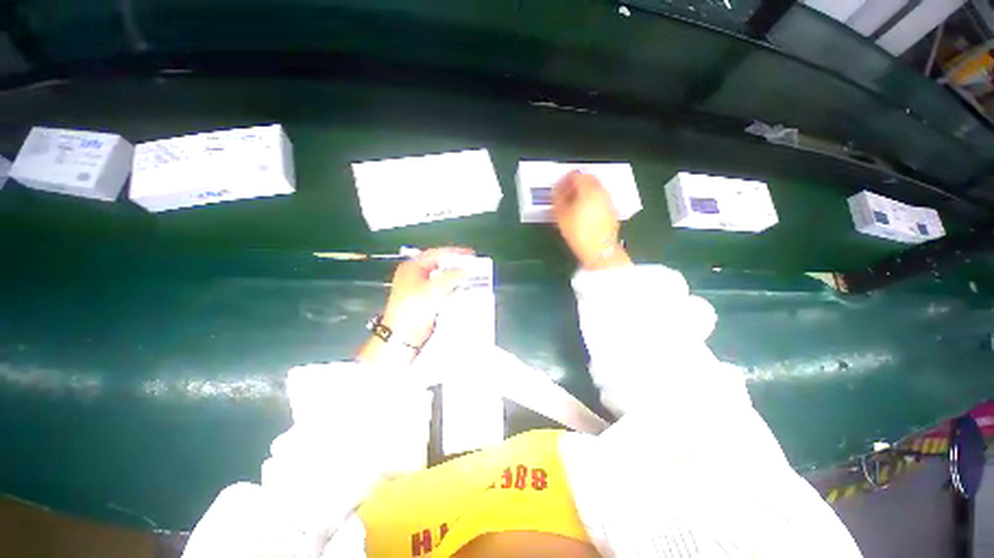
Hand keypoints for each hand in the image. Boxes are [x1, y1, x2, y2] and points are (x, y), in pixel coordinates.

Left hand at [381, 247, 473, 348]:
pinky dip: (451, 289)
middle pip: (439, 265)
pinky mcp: (425, 300)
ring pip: (442, 278)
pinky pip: (442, 290)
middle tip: (471, 266)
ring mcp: (420, 288)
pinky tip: (461, 290)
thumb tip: (464, 269)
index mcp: (412, 267)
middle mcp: (415, 275)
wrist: (403, 335)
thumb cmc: (411, 310)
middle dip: (456, 266)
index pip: (436, 253)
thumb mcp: (434, 289)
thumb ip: (451, 276)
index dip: (454, 253)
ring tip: (469, 277)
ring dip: (455, 278)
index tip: (469, 254)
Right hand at [552, 171, 631, 269]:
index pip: (576, 174)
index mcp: (588, 189)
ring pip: (595, 188)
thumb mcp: (561, 216)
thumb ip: (557, 199)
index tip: (558, 186)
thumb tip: (556, 189)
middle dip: (575, 183)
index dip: (564, 178)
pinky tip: (583, 211)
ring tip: (572, 203)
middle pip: (588, 179)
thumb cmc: (578, 233)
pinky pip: (599, 198)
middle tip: (564, 193)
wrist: (600, 251)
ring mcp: (608, 200)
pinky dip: (591, 199)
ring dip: (583, 191)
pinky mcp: (611, 210)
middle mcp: (601, 191)